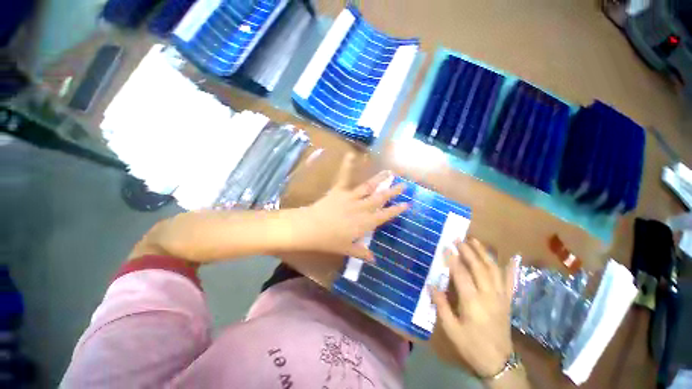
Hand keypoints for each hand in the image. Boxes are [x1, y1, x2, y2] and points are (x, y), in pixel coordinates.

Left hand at [295, 154, 408, 259]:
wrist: (310, 228)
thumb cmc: (329, 241)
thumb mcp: (346, 249)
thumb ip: (361, 253)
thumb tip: (374, 260)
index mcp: (365, 222)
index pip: (385, 215)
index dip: (396, 209)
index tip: (407, 204)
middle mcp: (362, 208)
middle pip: (380, 199)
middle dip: (393, 192)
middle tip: (403, 185)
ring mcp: (351, 197)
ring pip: (369, 187)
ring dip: (380, 180)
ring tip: (389, 172)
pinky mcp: (339, 190)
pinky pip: (344, 177)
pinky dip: (348, 166)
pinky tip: (351, 155)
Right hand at [430, 238, 517, 377]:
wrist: (499, 363)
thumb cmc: (471, 345)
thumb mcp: (451, 329)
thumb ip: (441, 305)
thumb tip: (431, 285)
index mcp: (473, 303)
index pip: (461, 275)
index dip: (453, 259)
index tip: (445, 246)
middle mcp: (489, 296)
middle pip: (479, 268)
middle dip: (468, 251)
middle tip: (458, 239)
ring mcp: (501, 297)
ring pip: (494, 270)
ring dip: (484, 253)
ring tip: (475, 241)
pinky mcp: (507, 301)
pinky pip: (509, 281)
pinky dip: (509, 268)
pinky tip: (510, 258)